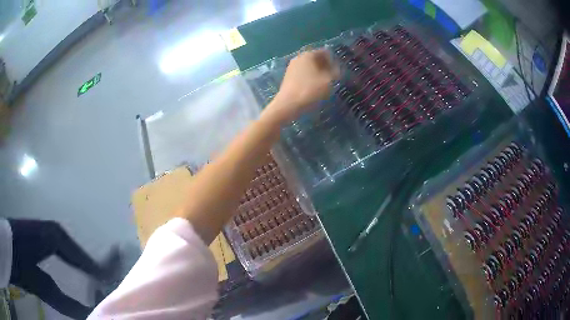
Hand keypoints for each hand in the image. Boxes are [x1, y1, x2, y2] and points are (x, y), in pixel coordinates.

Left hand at [264, 49, 339, 123]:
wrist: (288, 104)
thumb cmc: (310, 90)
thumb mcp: (329, 81)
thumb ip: (336, 71)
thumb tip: (337, 68)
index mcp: (309, 54)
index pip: (325, 52)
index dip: (333, 60)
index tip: (338, 71)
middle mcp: (299, 57)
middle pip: (316, 58)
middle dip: (325, 66)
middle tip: (332, 77)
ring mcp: (292, 67)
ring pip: (309, 66)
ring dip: (318, 73)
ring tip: (324, 84)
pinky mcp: (288, 77)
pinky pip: (303, 74)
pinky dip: (310, 78)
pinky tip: (313, 88)